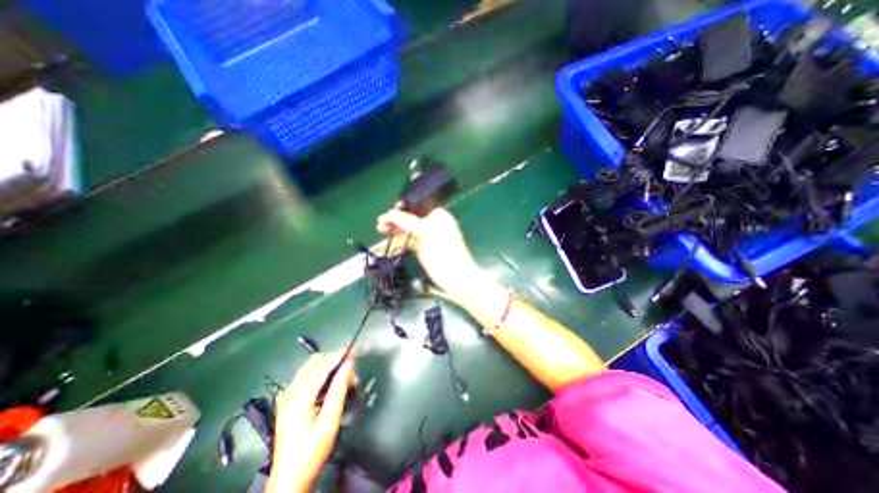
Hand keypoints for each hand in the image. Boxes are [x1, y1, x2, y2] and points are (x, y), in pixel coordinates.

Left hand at [267, 353, 353, 490]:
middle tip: (351, 372)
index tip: (355, 348)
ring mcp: (287, 395)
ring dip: (329, 367)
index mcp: (298, 397)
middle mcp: (290, 391)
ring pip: (311, 367)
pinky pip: (307, 377)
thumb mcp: (330, 421)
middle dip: (335, 360)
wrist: (289, 479)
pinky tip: (332, 384)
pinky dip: (322, 374)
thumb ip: (339, 389)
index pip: (322, 366)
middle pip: (315, 362)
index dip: (340, 354)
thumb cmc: (312, 451)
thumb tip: (349, 365)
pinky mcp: (289, 400)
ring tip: (345, 378)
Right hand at [377, 205, 484, 297]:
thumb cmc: (444, 251)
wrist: (455, 277)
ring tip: (380, 228)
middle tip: (381, 222)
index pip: (418, 204)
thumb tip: (389, 213)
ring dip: (395, 228)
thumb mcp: (425, 233)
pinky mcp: (423, 248)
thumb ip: (407, 221)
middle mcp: (433, 223)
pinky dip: (399, 239)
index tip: (389, 210)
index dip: (403, 206)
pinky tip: (390, 239)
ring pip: (409, 228)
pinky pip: (409, 240)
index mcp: (438, 215)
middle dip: (396, 218)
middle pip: (411, 217)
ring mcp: (427, 236)